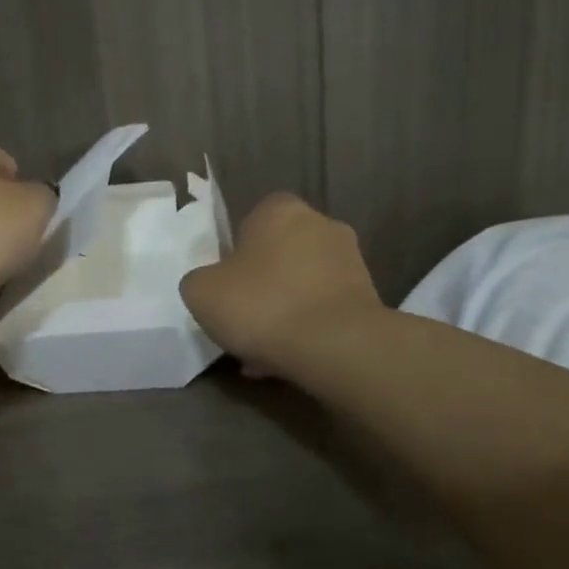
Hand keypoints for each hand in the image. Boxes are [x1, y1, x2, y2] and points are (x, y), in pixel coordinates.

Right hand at [180, 193, 382, 377]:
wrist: (336, 346)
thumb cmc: (262, 305)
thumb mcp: (200, 292)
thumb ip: (199, 280)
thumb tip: (210, 284)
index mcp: (279, 209)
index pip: (250, 221)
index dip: (234, 254)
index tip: (226, 285)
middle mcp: (321, 224)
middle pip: (279, 253)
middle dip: (262, 283)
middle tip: (242, 319)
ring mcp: (350, 260)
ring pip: (302, 284)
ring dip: (284, 309)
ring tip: (263, 351)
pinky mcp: (369, 296)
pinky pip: (323, 309)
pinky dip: (306, 328)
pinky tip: (288, 358)